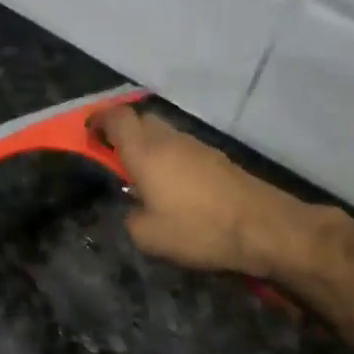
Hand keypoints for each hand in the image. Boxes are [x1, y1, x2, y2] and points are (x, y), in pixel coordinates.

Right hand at [92, 107, 329, 278]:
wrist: (265, 228)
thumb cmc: (198, 229)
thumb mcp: (147, 236)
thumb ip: (130, 216)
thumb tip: (134, 207)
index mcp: (146, 153)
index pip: (117, 118)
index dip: (99, 120)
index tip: (88, 134)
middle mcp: (170, 140)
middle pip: (141, 119)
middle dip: (123, 131)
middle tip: (113, 156)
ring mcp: (198, 147)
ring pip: (164, 134)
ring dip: (148, 146)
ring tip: (142, 177)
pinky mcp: (218, 159)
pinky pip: (183, 149)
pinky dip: (170, 159)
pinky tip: (173, 187)